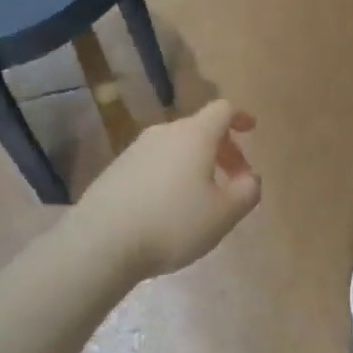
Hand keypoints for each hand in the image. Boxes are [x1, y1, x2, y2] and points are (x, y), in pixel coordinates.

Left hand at [75, 100, 261, 280]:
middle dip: (223, 149)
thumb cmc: (173, 223)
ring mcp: (135, 149)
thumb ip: (247, 191)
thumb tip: (251, 178)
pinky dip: (171, 174)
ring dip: (196, 163)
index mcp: (195, 135)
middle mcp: (164, 133)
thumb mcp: (224, 214)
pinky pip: (154, 162)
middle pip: (200, 129)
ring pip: (176, 147)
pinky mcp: (116, 169)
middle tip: (234, 179)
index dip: (240, 117)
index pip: (222, 110)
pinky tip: (169, 207)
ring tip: (202, 197)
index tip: (250, 130)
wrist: (101, 242)